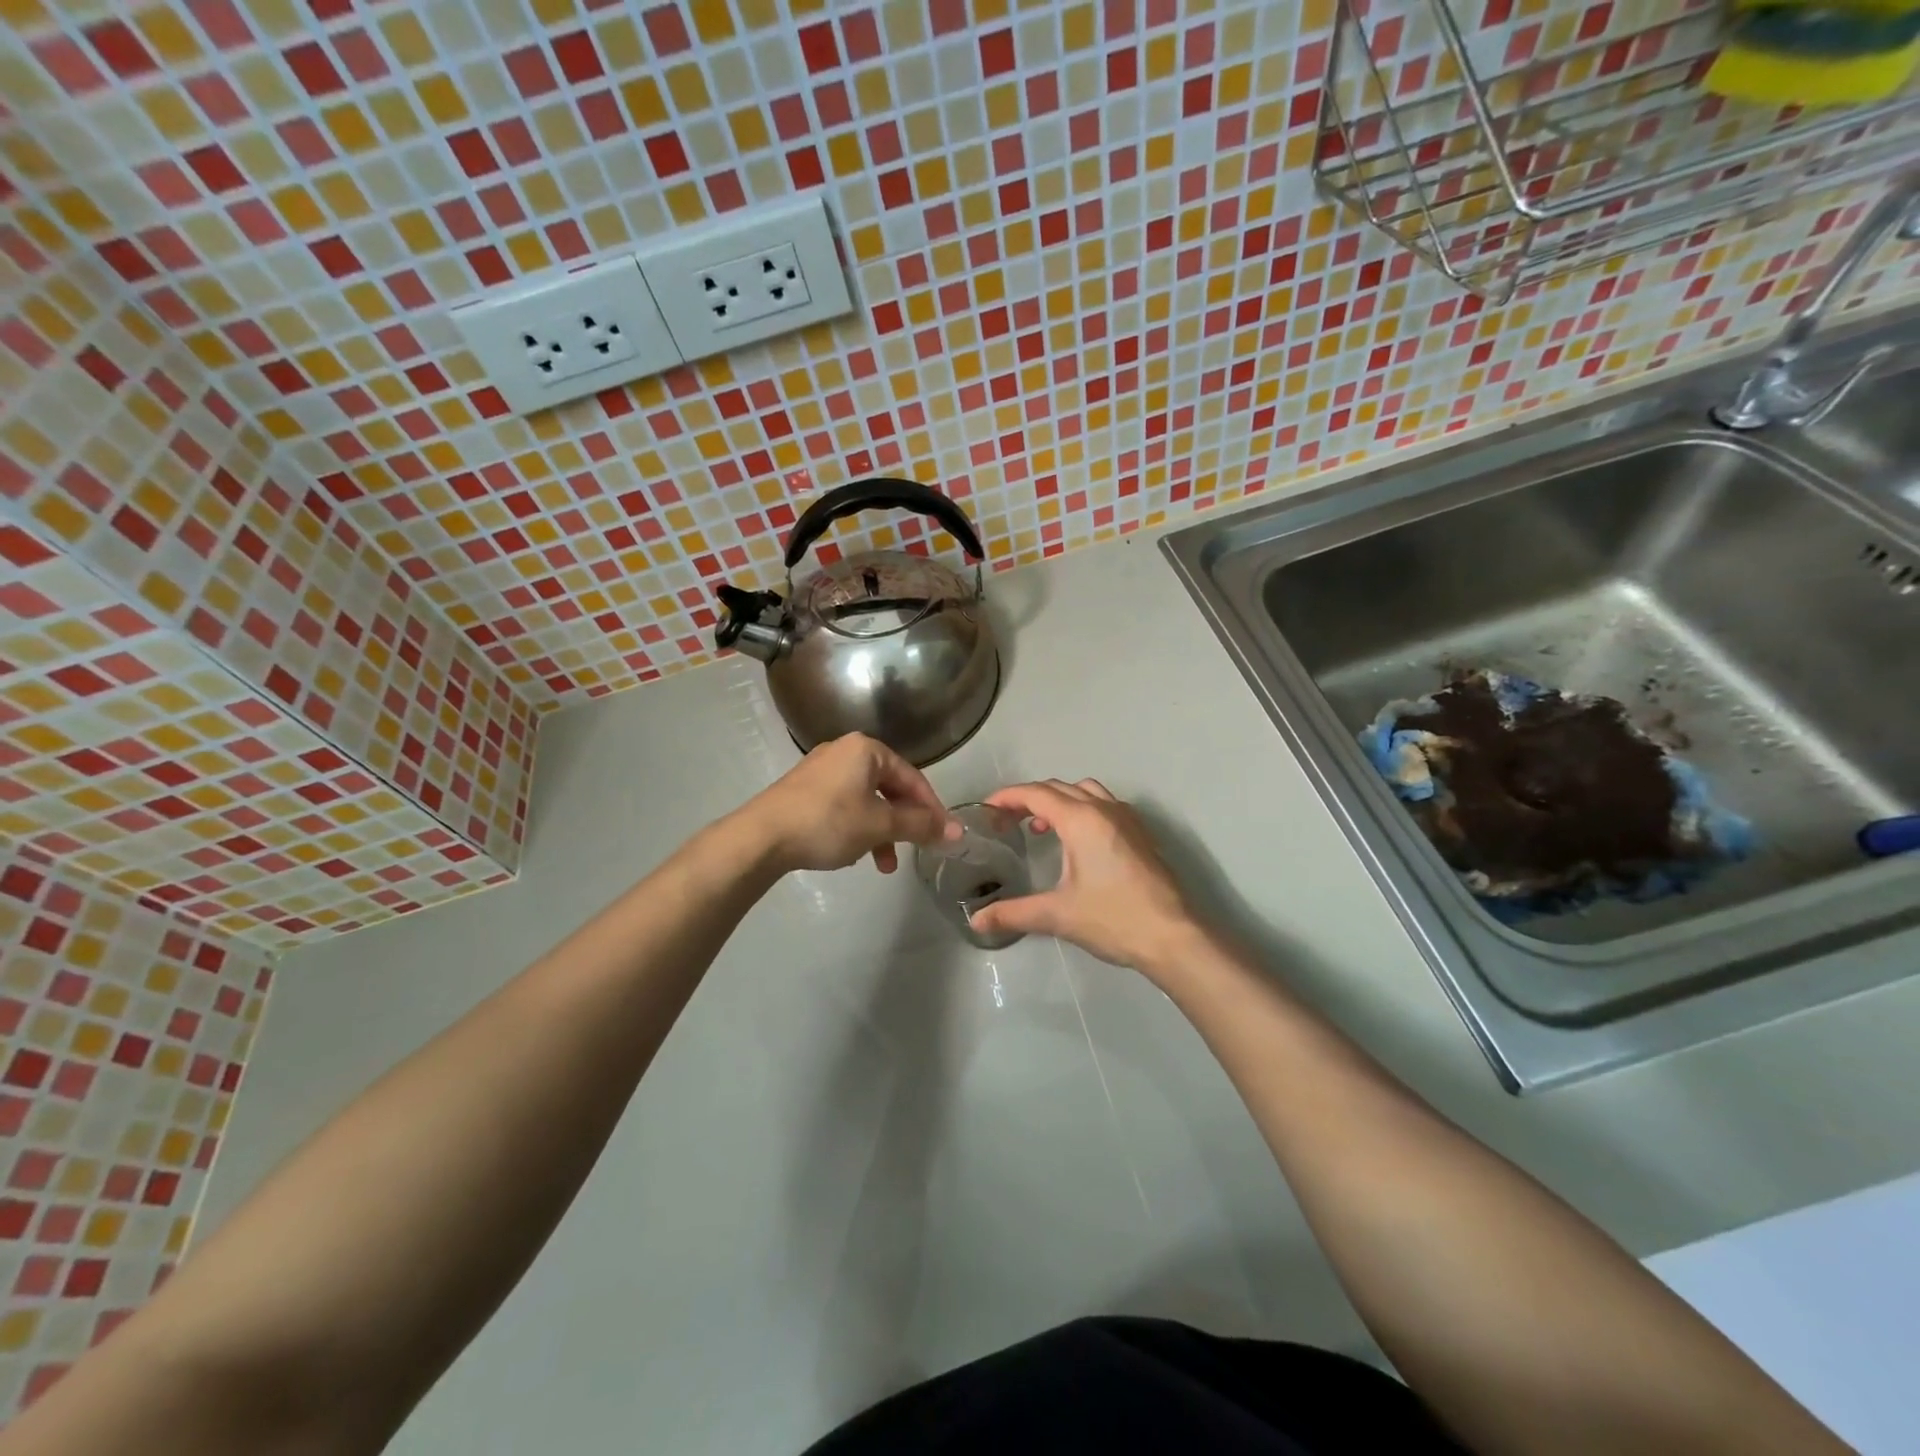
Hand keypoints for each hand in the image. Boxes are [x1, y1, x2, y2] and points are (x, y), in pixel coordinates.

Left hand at [744, 733, 951, 874]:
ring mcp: (821, 769)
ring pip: (866, 800)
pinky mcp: (804, 789)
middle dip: (903, 824)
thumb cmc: (828, 823)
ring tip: (881, 864)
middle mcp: (845, 751)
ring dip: (880, 832)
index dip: (931, 808)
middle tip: (912, 851)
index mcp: (867, 749)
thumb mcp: (879, 825)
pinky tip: (852, 853)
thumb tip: (957, 831)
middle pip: (889, 788)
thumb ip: (920, 825)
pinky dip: (856, 828)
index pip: (913, 778)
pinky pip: (844, 805)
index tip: (943, 837)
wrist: (760, 837)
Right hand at [967, 779, 1201, 973]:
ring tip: (1041, 828)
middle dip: (1029, 798)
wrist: (1173, 936)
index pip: (1036, 794)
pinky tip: (1077, 841)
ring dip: (1058, 800)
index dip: (1007, 797)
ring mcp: (1127, 819)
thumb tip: (977, 920)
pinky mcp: (1140, 834)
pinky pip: (1104, 804)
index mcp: (1081, 820)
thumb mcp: (1058, 915)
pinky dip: (1082, 809)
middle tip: (1006, 820)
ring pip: (1085, 791)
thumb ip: (1014, 913)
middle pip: (1058, 788)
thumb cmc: (1113, 919)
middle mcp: (1104, 809)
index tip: (986, 809)